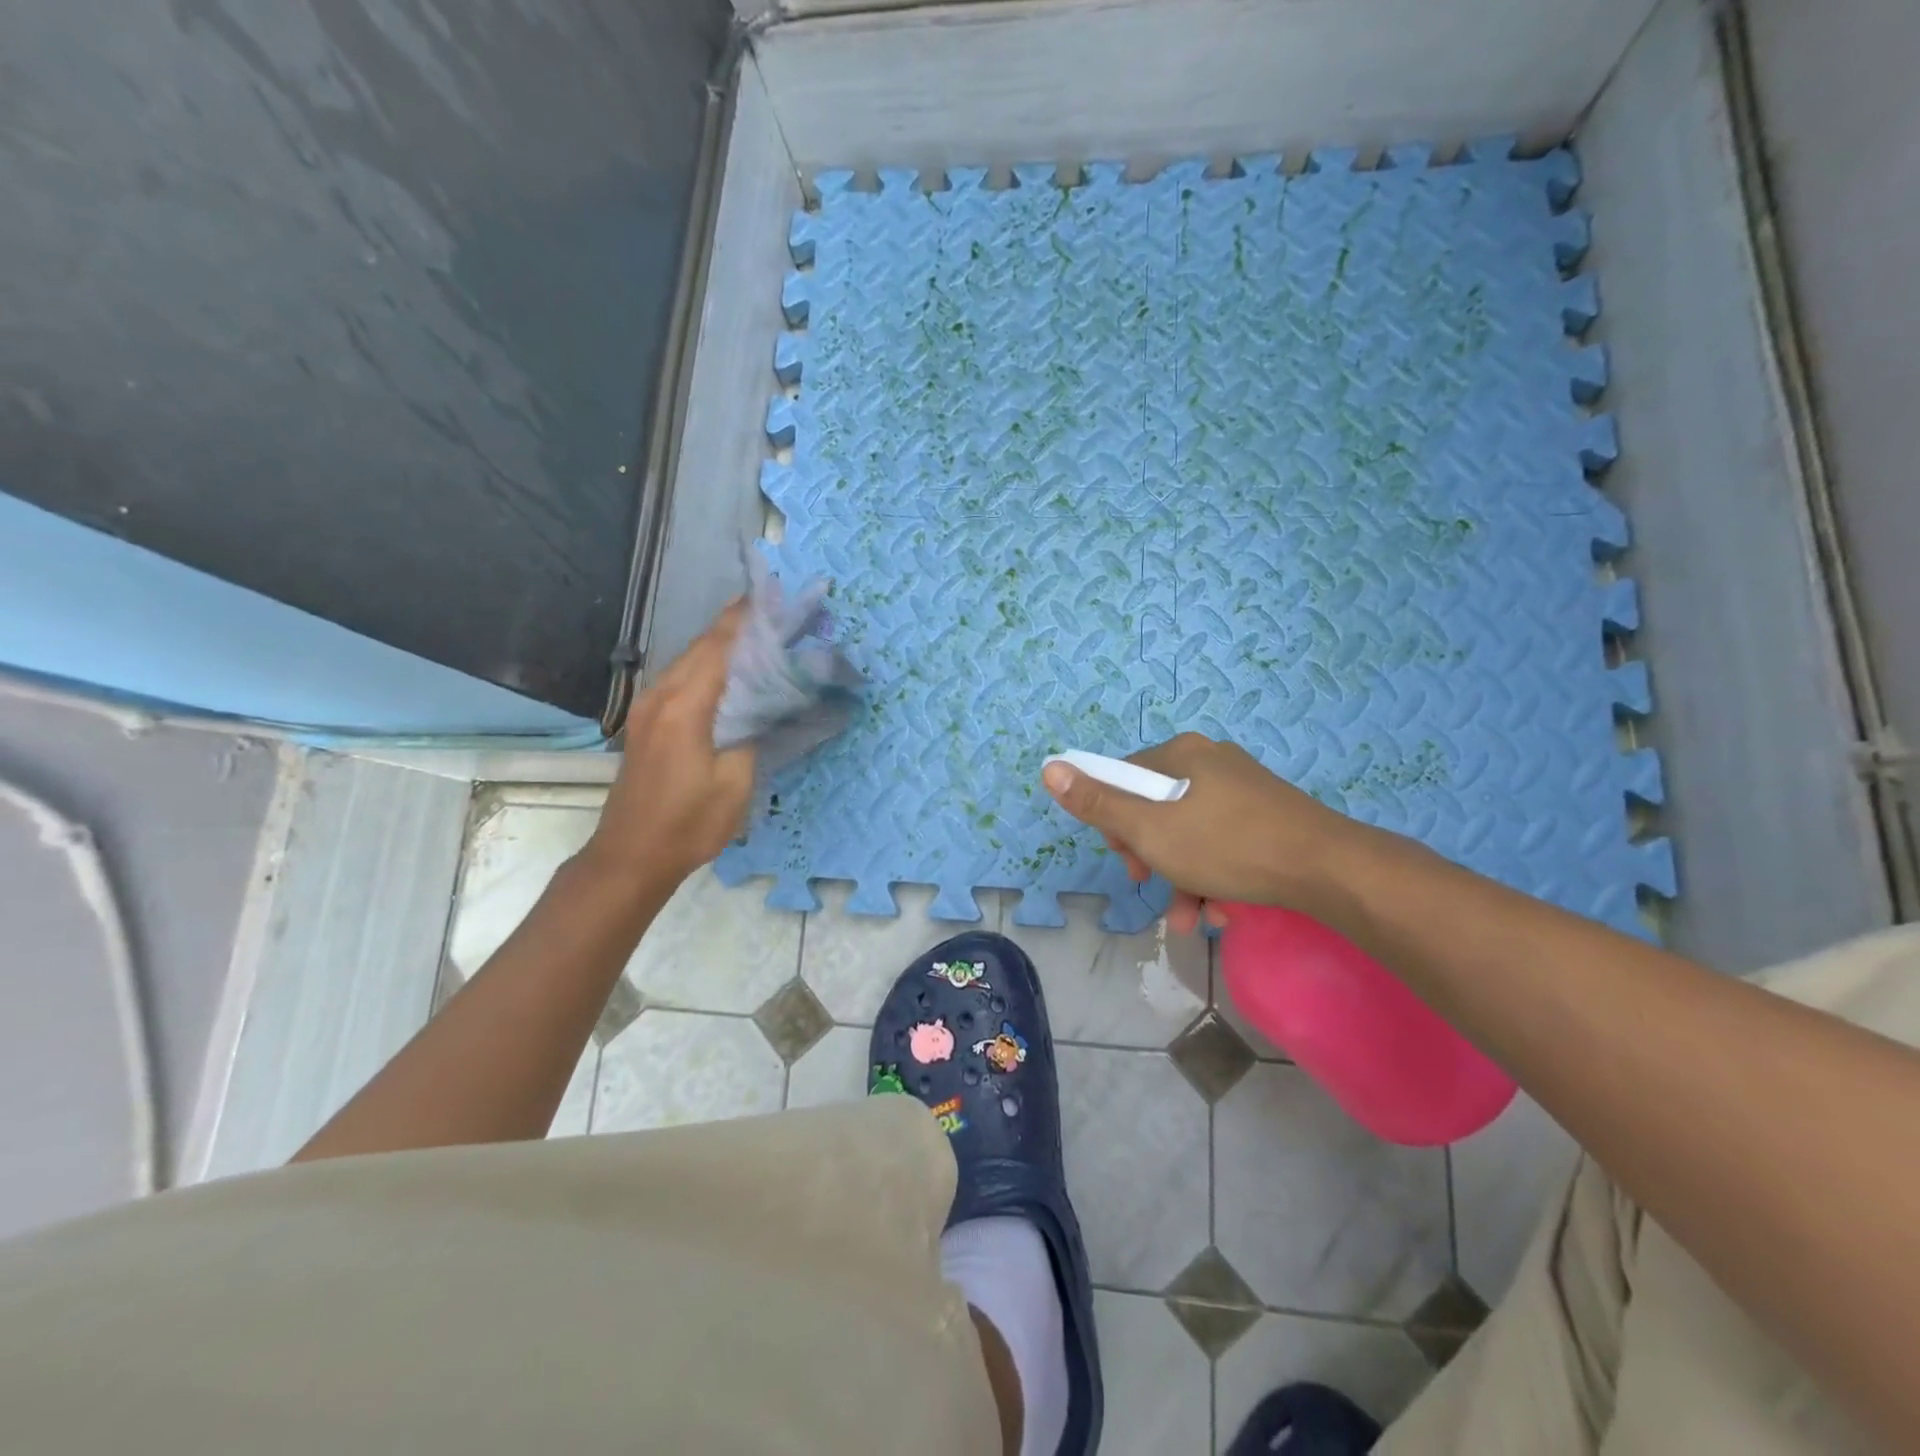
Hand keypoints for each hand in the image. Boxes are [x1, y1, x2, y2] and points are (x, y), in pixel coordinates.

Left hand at [582, 604, 755, 900]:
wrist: (631, 856)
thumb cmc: (688, 824)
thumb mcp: (736, 783)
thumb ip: (751, 732)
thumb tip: (764, 702)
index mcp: (684, 707)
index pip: (719, 647)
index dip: (747, 619)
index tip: (775, 598)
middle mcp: (661, 696)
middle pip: (702, 646)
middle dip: (739, 626)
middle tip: (779, 616)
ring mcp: (649, 708)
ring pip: (691, 660)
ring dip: (724, 645)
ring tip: (762, 637)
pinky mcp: (647, 722)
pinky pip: (683, 679)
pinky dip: (710, 667)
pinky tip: (732, 673)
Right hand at [1040, 733, 1363, 932]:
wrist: (1328, 869)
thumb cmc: (1226, 845)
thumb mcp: (1149, 830)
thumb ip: (1098, 802)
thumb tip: (1050, 767)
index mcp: (1181, 754)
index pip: (1124, 777)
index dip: (1113, 819)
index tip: (1125, 856)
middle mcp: (1211, 762)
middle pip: (1156, 806)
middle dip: (1148, 853)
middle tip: (1150, 882)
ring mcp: (1243, 789)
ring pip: (1190, 831)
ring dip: (1180, 877)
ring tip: (1187, 918)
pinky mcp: (1268, 816)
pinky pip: (1223, 841)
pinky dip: (1212, 874)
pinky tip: (1219, 911)